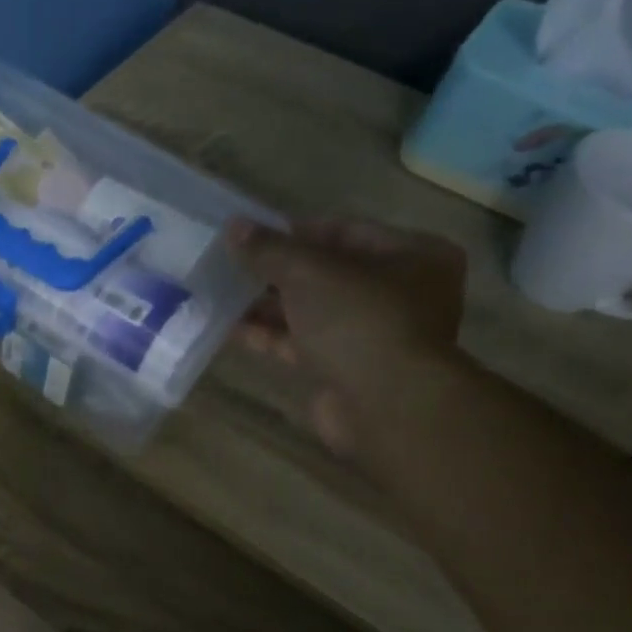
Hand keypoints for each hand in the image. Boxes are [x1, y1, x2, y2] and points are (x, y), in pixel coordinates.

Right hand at [228, 216, 466, 455]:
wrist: (385, 406)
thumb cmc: (359, 321)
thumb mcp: (308, 272)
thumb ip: (269, 249)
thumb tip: (233, 226)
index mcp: (412, 255)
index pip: (345, 230)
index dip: (295, 231)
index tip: (250, 236)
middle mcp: (399, 293)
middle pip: (326, 273)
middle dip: (276, 271)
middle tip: (231, 265)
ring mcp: (371, 335)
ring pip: (311, 310)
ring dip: (267, 305)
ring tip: (220, 293)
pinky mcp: (345, 369)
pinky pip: (302, 343)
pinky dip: (270, 335)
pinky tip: (229, 327)